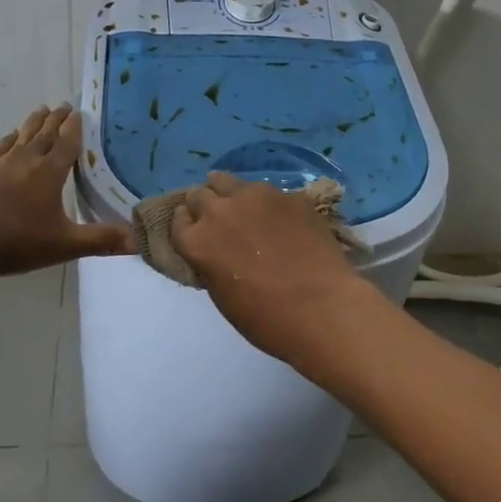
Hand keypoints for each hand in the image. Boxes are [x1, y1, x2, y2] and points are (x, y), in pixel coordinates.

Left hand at [0, 105, 130, 276]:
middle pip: (44, 133)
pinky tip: (7, 141)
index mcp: (49, 172)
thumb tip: (140, 240)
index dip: (75, 128)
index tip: (80, 111)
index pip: (67, 143)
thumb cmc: (15, 240)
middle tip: (63, 105)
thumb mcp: (63, 244)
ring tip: (40, 111)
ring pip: (21, 136)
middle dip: (56, 119)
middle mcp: (26, 160)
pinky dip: (8, 140)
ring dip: (33, 123)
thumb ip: (101, 240)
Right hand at [170, 172, 374, 367]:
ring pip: (230, 182)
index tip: (196, 231)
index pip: (177, 220)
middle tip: (220, 222)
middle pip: (199, 194)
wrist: (323, 309)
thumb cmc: (267, 319)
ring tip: (246, 210)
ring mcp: (256, 197)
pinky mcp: (288, 195)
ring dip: (232, 195)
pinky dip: (269, 204)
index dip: (187, 225)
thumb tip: (215, 252)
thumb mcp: (222, 297)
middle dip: (204, 205)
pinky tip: (284, 221)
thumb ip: (210, 264)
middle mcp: (220, 211)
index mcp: (198, 241)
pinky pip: (269, 193)